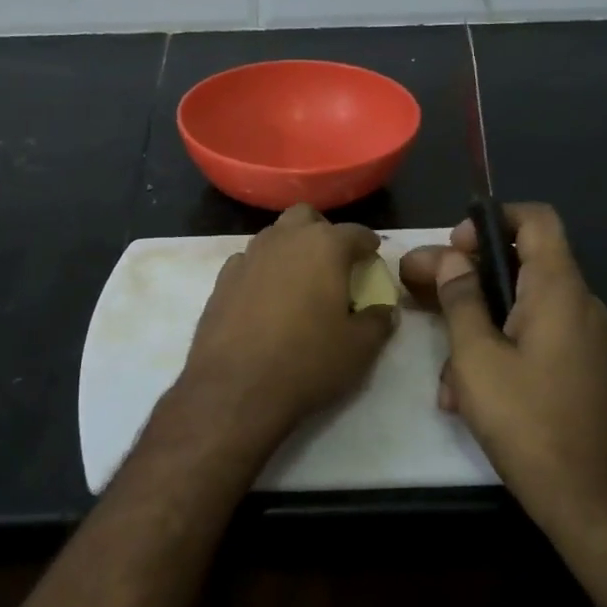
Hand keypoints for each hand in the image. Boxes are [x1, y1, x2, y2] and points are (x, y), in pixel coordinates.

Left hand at [176, 204, 395, 455]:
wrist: (235, 388)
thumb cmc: (307, 362)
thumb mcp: (359, 348)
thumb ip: (378, 321)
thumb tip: (384, 309)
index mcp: (324, 246)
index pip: (355, 232)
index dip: (368, 244)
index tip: (373, 257)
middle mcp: (284, 239)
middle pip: (306, 217)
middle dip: (323, 232)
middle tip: (333, 262)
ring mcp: (248, 256)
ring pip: (274, 235)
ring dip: (290, 248)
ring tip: (300, 280)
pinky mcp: (222, 279)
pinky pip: (249, 261)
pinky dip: (262, 270)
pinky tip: (265, 297)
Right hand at [400, 203, 606, 529]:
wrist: (592, 501)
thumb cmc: (528, 421)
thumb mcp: (476, 358)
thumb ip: (461, 300)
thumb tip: (451, 259)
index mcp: (558, 290)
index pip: (535, 220)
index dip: (490, 221)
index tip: (453, 249)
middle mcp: (577, 304)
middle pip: (519, 264)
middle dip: (465, 277)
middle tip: (418, 290)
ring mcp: (581, 339)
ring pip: (518, 308)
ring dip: (474, 324)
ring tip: (441, 368)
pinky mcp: (578, 369)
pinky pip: (532, 340)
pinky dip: (497, 350)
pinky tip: (465, 393)